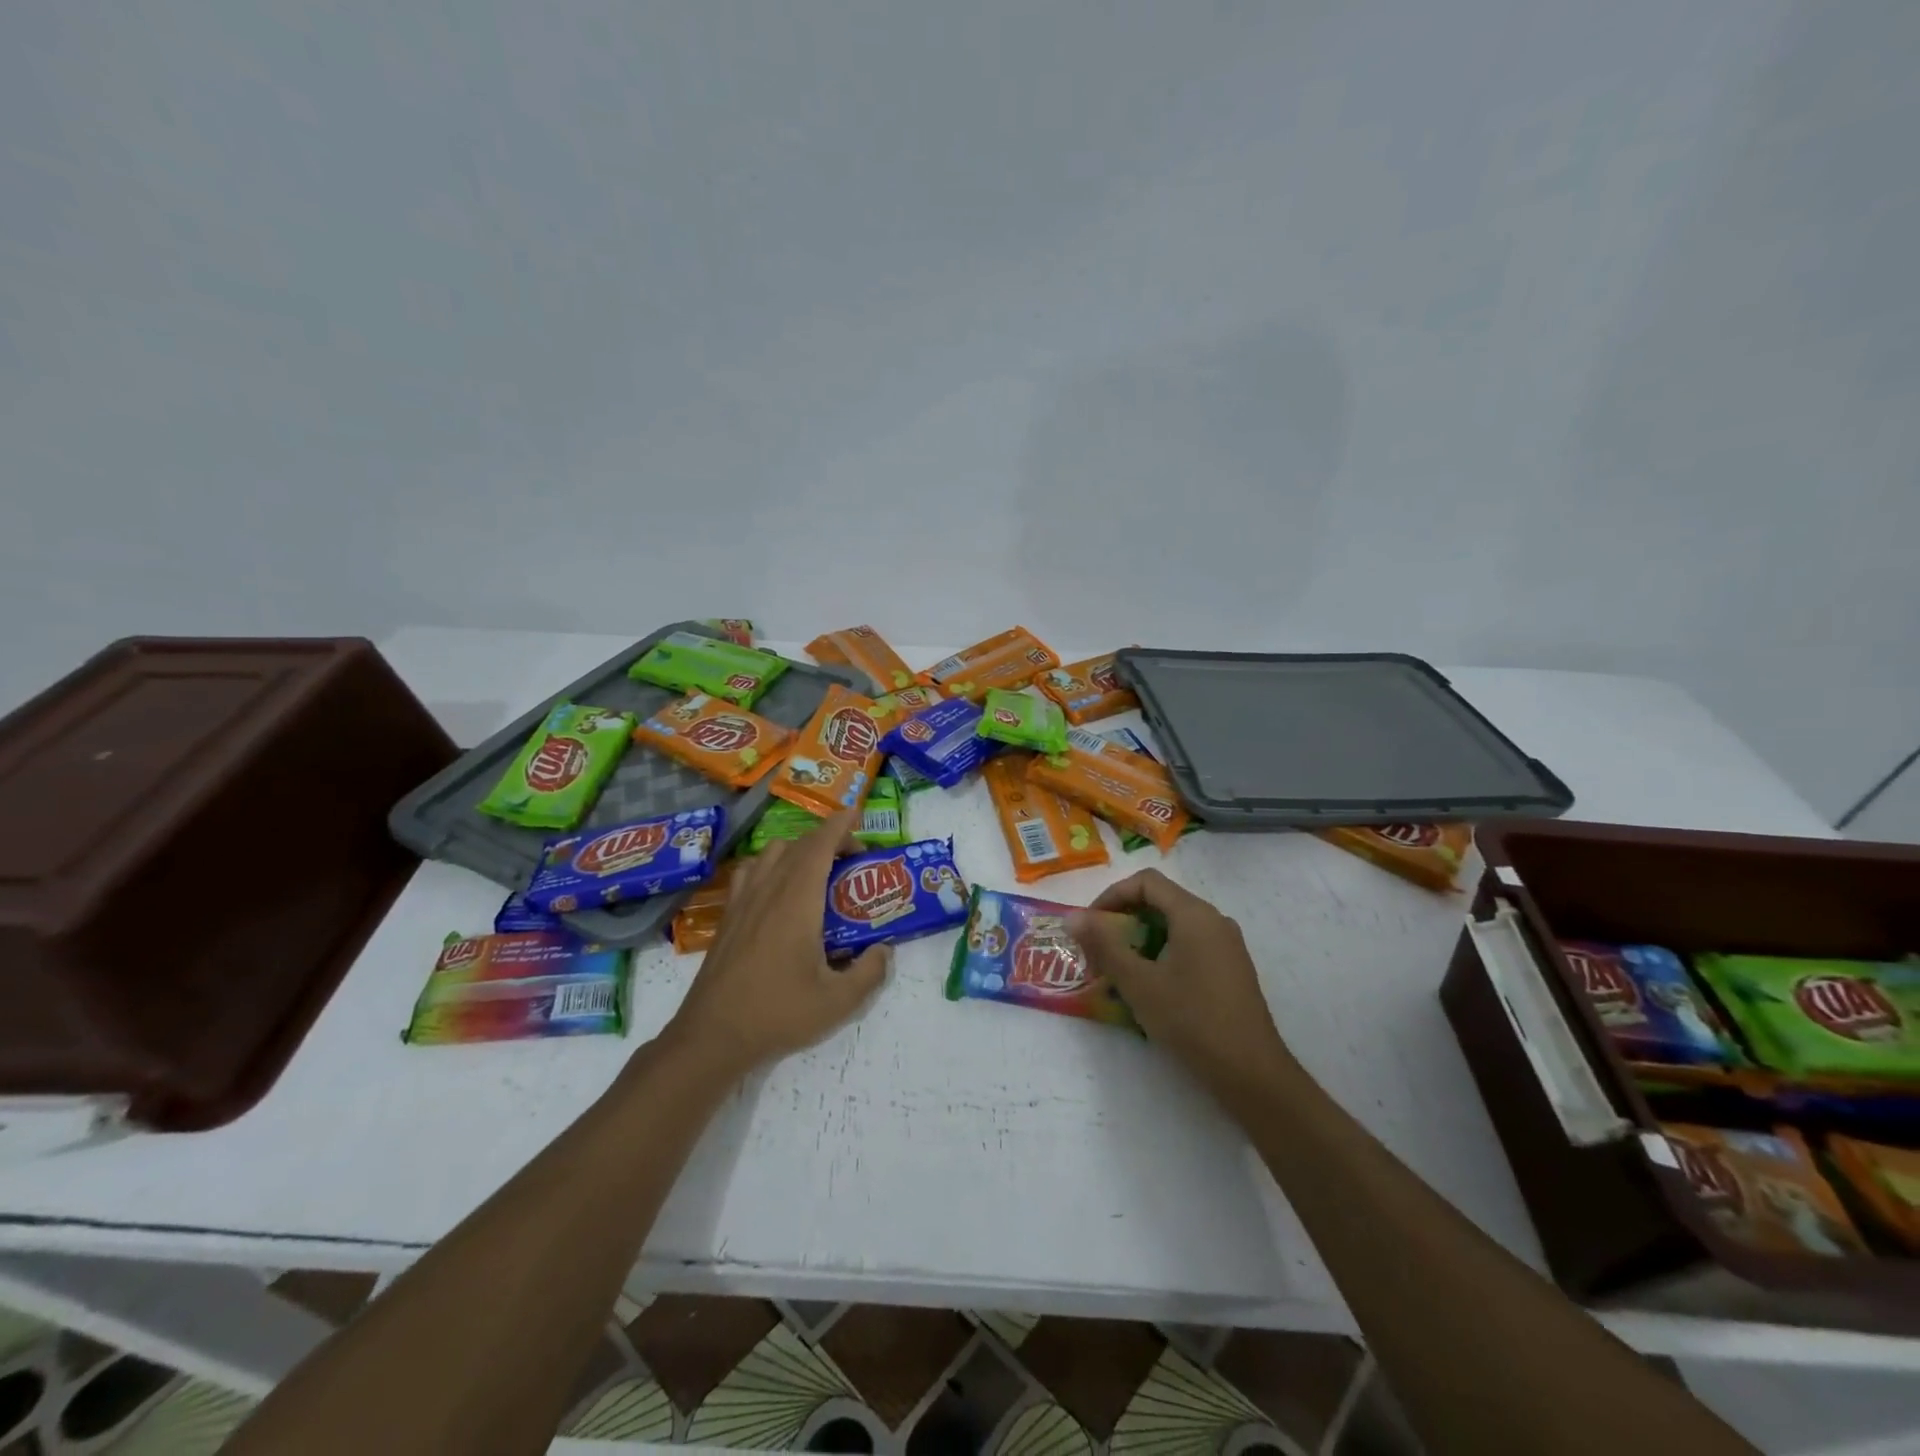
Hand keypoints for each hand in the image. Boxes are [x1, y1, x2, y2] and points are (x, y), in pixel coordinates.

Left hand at [663, 809, 888, 1077]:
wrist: (713, 1036)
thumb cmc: (778, 1013)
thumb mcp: (838, 1002)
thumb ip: (870, 972)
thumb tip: (884, 950)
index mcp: (797, 901)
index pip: (820, 845)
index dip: (840, 824)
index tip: (858, 814)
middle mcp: (769, 890)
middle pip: (798, 844)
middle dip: (828, 840)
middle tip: (852, 860)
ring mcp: (743, 901)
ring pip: (771, 853)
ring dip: (798, 850)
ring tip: (816, 873)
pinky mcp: (728, 917)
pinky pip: (750, 872)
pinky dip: (770, 866)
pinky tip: (777, 892)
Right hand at [1071, 869, 1295, 1106]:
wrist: (1252, 1074)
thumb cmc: (1192, 1021)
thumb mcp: (1138, 983)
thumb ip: (1104, 945)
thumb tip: (1073, 917)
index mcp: (1194, 915)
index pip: (1146, 882)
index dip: (1112, 896)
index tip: (1090, 926)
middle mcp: (1214, 920)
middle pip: (1160, 901)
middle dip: (1123, 920)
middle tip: (1098, 951)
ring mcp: (1226, 945)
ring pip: (1174, 926)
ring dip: (1140, 939)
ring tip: (1118, 971)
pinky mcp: (1230, 969)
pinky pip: (1189, 945)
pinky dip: (1162, 954)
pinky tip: (1150, 987)